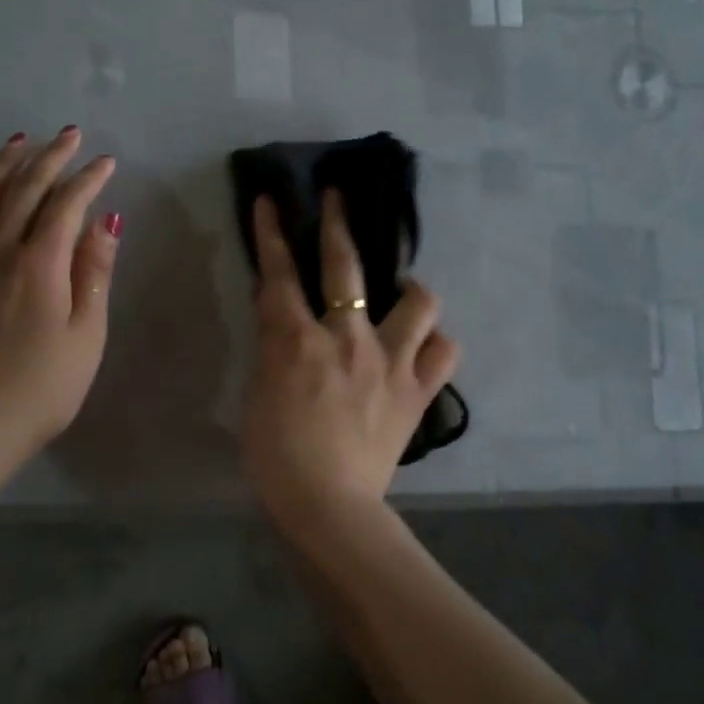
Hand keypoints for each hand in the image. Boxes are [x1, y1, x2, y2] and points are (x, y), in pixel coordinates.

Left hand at [0, 127, 120, 461]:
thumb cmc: (44, 387)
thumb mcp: (86, 334)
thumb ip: (94, 273)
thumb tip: (106, 220)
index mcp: (40, 265)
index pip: (66, 205)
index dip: (88, 179)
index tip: (106, 162)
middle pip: (23, 190)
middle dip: (49, 158)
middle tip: (69, 135)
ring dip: (2, 164)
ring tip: (20, 140)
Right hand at [241, 191, 459, 521]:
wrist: (328, 506)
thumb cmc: (277, 456)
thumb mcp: (259, 396)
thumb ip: (273, 350)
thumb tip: (282, 317)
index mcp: (298, 341)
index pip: (280, 274)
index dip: (272, 232)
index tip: (271, 199)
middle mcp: (348, 339)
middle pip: (347, 266)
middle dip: (338, 222)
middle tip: (338, 197)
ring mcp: (391, 362)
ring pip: (419, 302)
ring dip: (411, 290)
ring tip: (403, 295)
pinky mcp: (418, 391)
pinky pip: (444, 352)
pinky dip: (435, 344)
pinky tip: (423, 348)